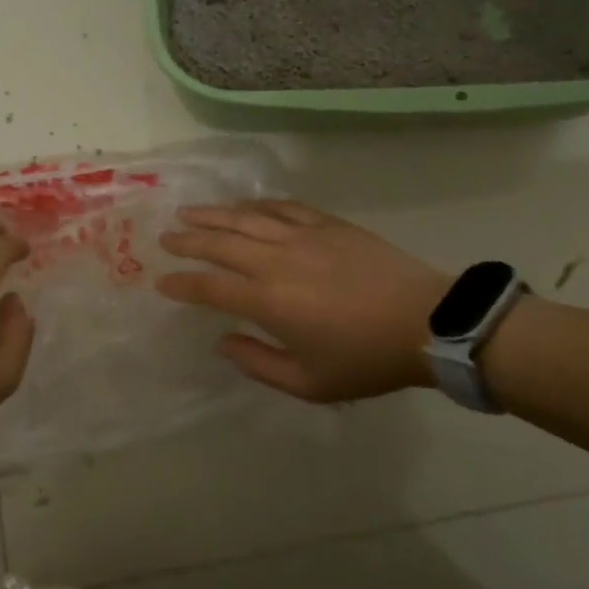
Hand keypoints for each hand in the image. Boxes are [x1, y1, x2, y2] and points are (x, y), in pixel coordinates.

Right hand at [157, 200, 450, 403]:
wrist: (427, 322)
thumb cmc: (366, 359)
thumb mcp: (309, 383)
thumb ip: (258, 363)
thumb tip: (222, 342)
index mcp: (269, 301)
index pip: (210, 288)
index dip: (182, 284)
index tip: (162, 283)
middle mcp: (276, 261)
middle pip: (220, 244)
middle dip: (187, 240)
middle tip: (165, 238)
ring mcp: (302, 236)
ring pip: (246, 217)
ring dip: (213, 214)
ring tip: (189, 212)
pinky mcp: (327, 224)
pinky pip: (283, 207)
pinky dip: (257, 204)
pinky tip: (244, 205)